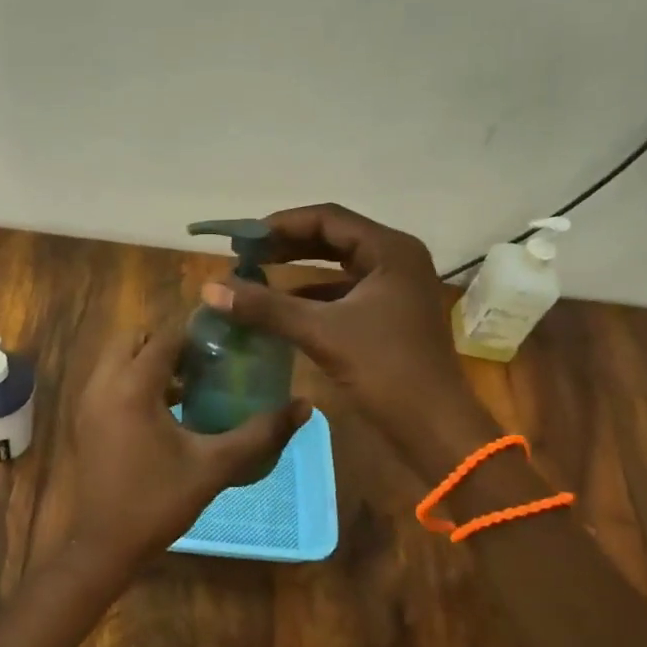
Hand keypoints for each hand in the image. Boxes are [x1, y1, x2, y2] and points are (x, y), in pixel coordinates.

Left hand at [62, 320, 307, 574]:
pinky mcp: (84, 418)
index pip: (164, 338)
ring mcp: (88, 401)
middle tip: (203, 364)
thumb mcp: (215, 466)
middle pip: (134, 339)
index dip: (195, 336)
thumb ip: (260, 433)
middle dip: (167, 343)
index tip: (225, 345)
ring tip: (190, 385)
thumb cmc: (160, 502)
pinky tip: (166, 411)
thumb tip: (304, 407)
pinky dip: (133, 380)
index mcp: (132, 387)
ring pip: (118, 359)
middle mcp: (103, 384)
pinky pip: (109, 381)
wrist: (105, 545)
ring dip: (149, 362)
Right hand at [201, 203, 495, 479]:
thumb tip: (211, 289)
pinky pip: (345, 291)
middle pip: (333, 237)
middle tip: (246, 253)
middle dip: (288, 244)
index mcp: (390, 250)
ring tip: (257, 274)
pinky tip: (282, 306)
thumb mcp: (321, 333)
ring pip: (339, 265)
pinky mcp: (391, 314)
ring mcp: (396, 288)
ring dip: (299, 268)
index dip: (281, 224)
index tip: (243, 238)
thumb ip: (266, 307)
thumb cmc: (386, 370)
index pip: (327, 219)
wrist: (436, 428)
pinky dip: (313, 294)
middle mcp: (397, 260)